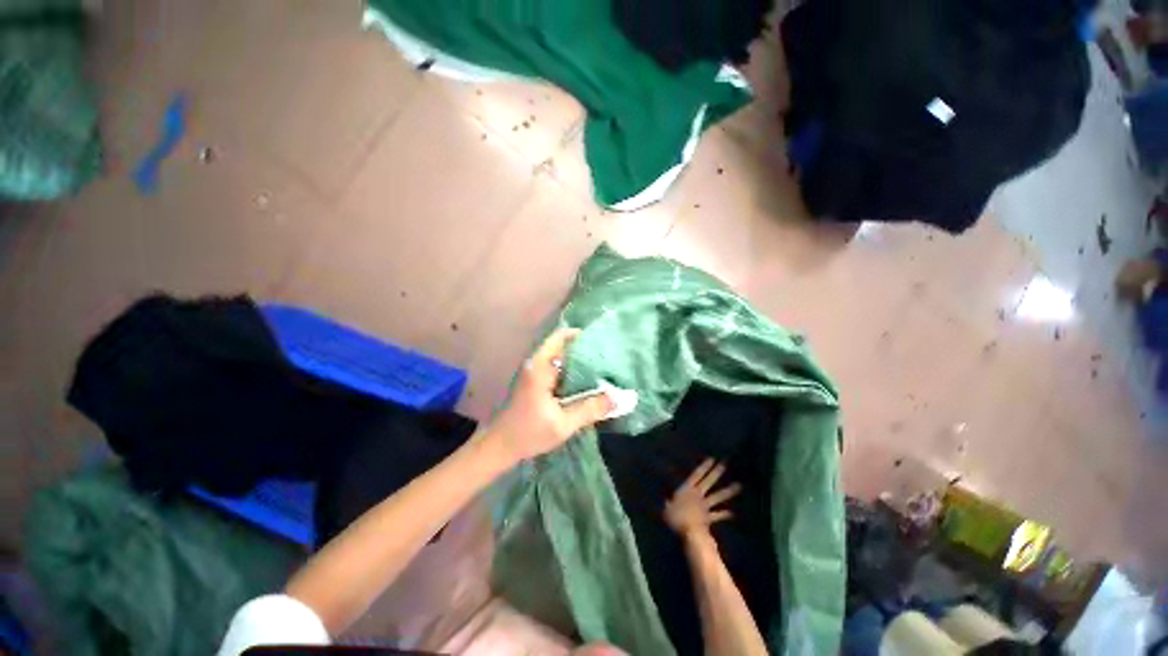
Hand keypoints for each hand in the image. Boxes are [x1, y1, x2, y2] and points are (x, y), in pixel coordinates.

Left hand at [482, 328, 613, 464]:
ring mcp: (534, 371)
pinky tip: (585, 382)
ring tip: (601, 368)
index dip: (582, 336)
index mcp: (540, 367)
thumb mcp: (563, 423)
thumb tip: (618, 398)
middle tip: (606, 357)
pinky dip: (571, 371)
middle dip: (584, 349)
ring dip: (578, 361)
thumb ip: (591, 409)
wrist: (499, 446)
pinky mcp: (535, 381)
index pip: (562, 337)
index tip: (602, 342)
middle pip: (562, 345)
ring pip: (560, 356)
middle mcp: (536, 363)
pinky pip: (557, 368)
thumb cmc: (528, 433)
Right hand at [664, 459, 741, 538]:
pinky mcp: (709, 518)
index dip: (704, 467)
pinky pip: (718, 515)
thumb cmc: (674, 517)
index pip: (697, 474)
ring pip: (718, 497)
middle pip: (709, 481)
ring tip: (738, 486)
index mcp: (687, 489)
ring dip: (728, 491)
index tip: (712, 459)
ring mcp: (705, 506)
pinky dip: (725, 514)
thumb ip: (668, 501)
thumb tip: (666, 498)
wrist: (688, 532)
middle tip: (725, 464)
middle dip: (717, 472)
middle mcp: (698, 495)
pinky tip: (733, 513)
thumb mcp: (666, 506)